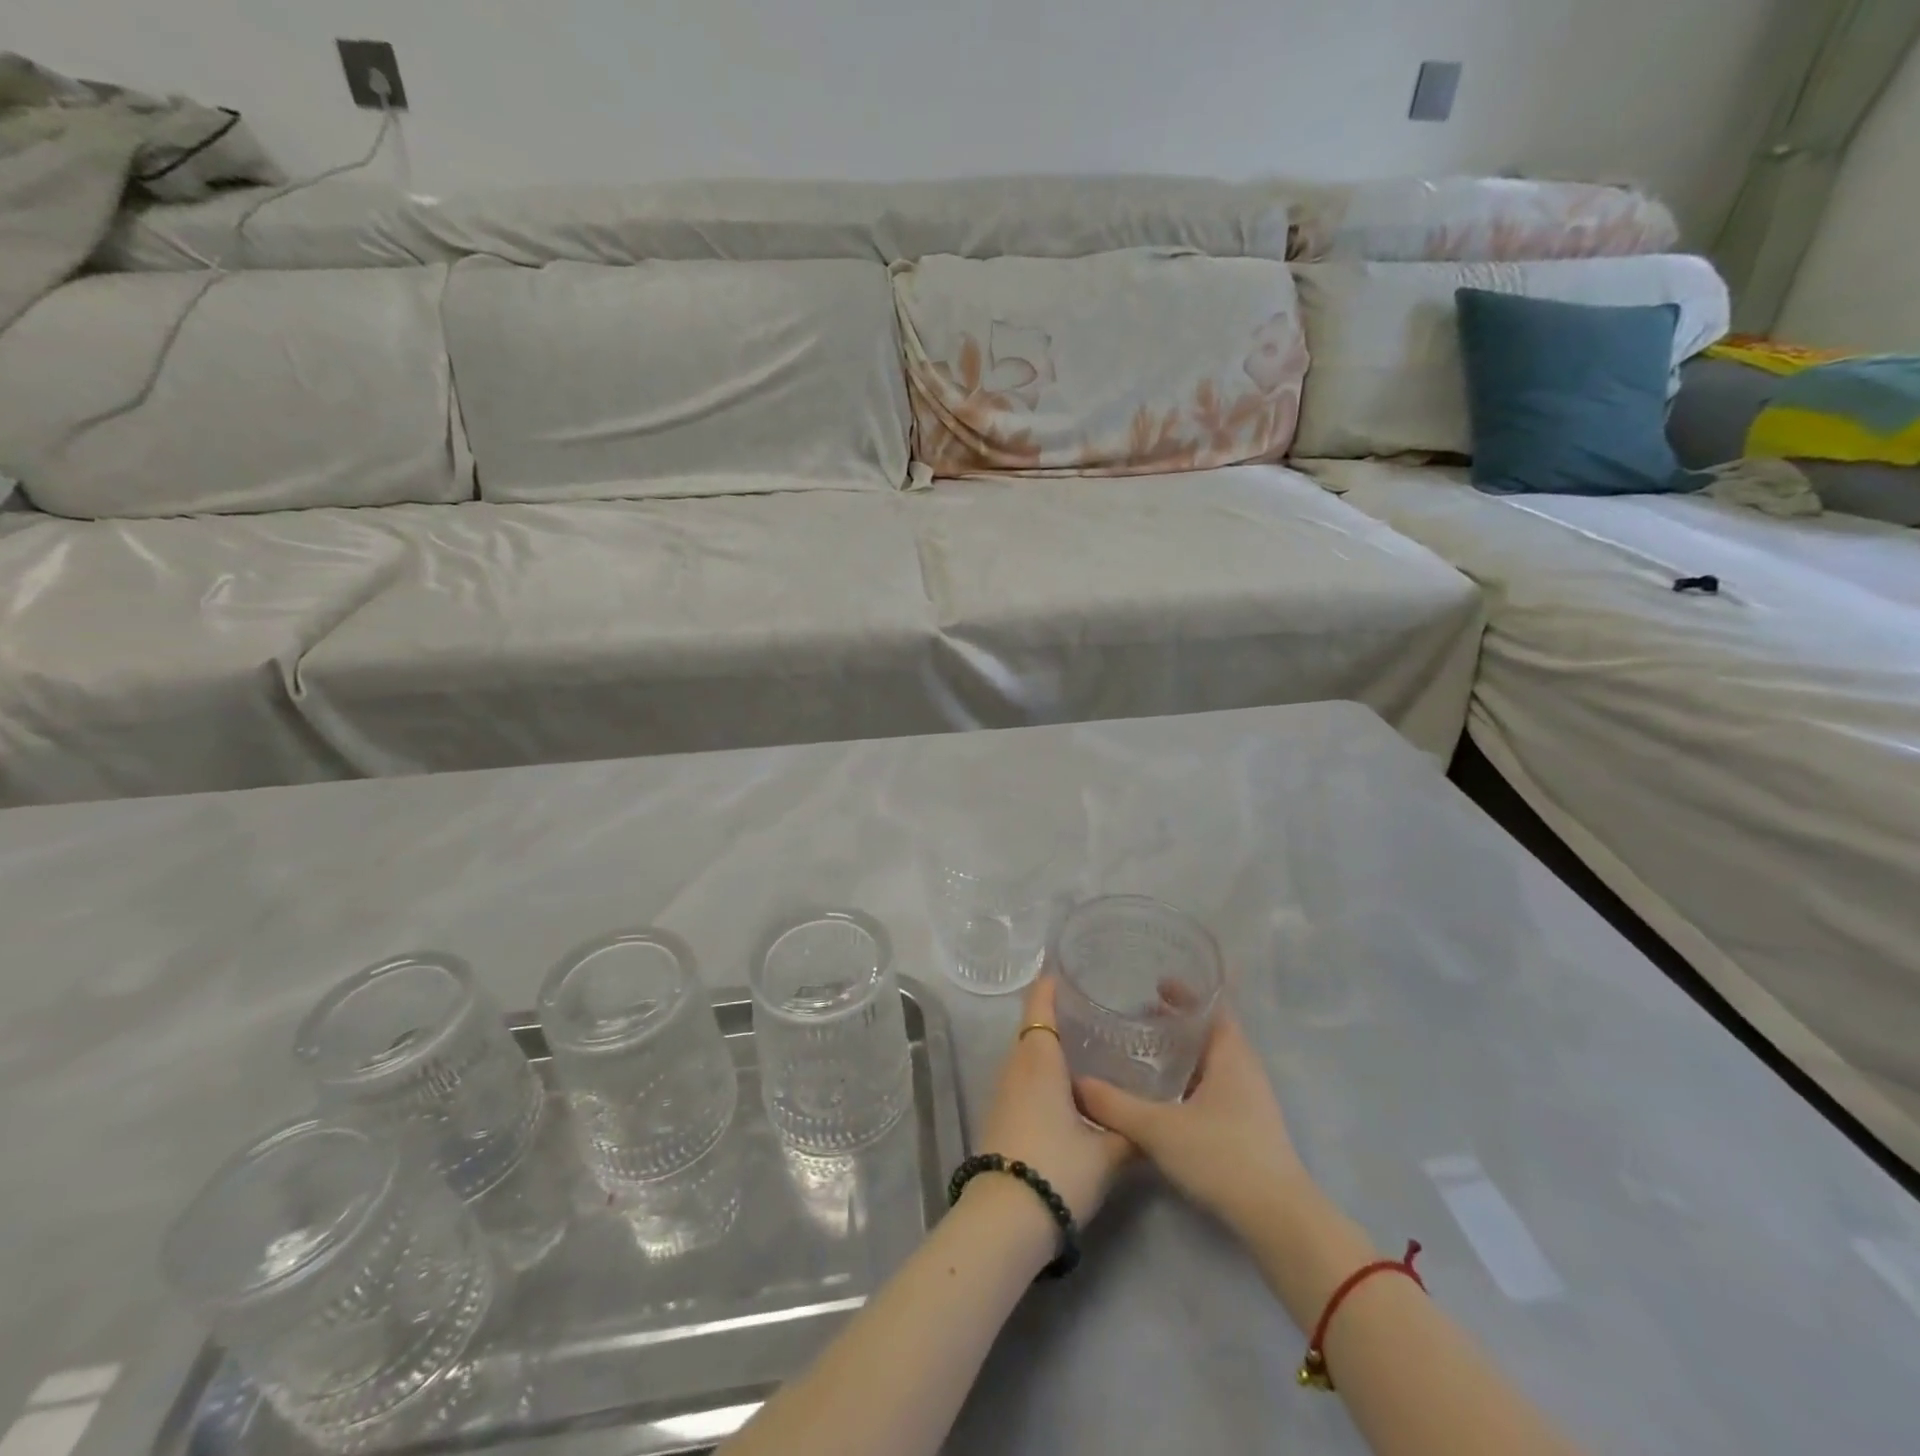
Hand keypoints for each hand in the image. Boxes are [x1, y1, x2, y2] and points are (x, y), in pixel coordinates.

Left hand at [972, 977, 1132, 1229]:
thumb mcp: (1106, 1153)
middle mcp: (1016, 1067)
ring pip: (1028, 1054)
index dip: (1050, 984)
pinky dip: (1043, 1070)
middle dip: (1057, 1014)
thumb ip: (1131, 1131)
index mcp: (1039, 1060)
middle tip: (1094, 1008)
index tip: (1067, 968)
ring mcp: (1004, 1092)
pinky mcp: (1001, 1115)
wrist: (1004, 1219)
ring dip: (1050, 1045)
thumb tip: (1154, 1121)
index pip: (1039, 1005)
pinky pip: (1024, 1078)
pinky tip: (1069, 1087)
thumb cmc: (1056, 1169)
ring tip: (1088, 1044)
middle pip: (1033, 1027)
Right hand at [1075, 1010, 1310, 1235]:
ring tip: (1147, 1050)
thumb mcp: (1158, 1128)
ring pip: (1213, 1060)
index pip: (1212, 1005)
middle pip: (1210, 1030)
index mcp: (1231, 1053)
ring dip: (1184, 1051)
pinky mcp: (1249, 1126)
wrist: (1278, 1219)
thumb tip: (1076, 1083)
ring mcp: (1251, 1098)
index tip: (1155, 983)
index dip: (1185, 991)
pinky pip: (1216, 1085)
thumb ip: (1114, 1105)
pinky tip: (1166, 1094)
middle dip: (1177, 1020)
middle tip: (1139, 1014)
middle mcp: (1245, 1067)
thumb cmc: (1222, 1156)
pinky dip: (1191, 1078)